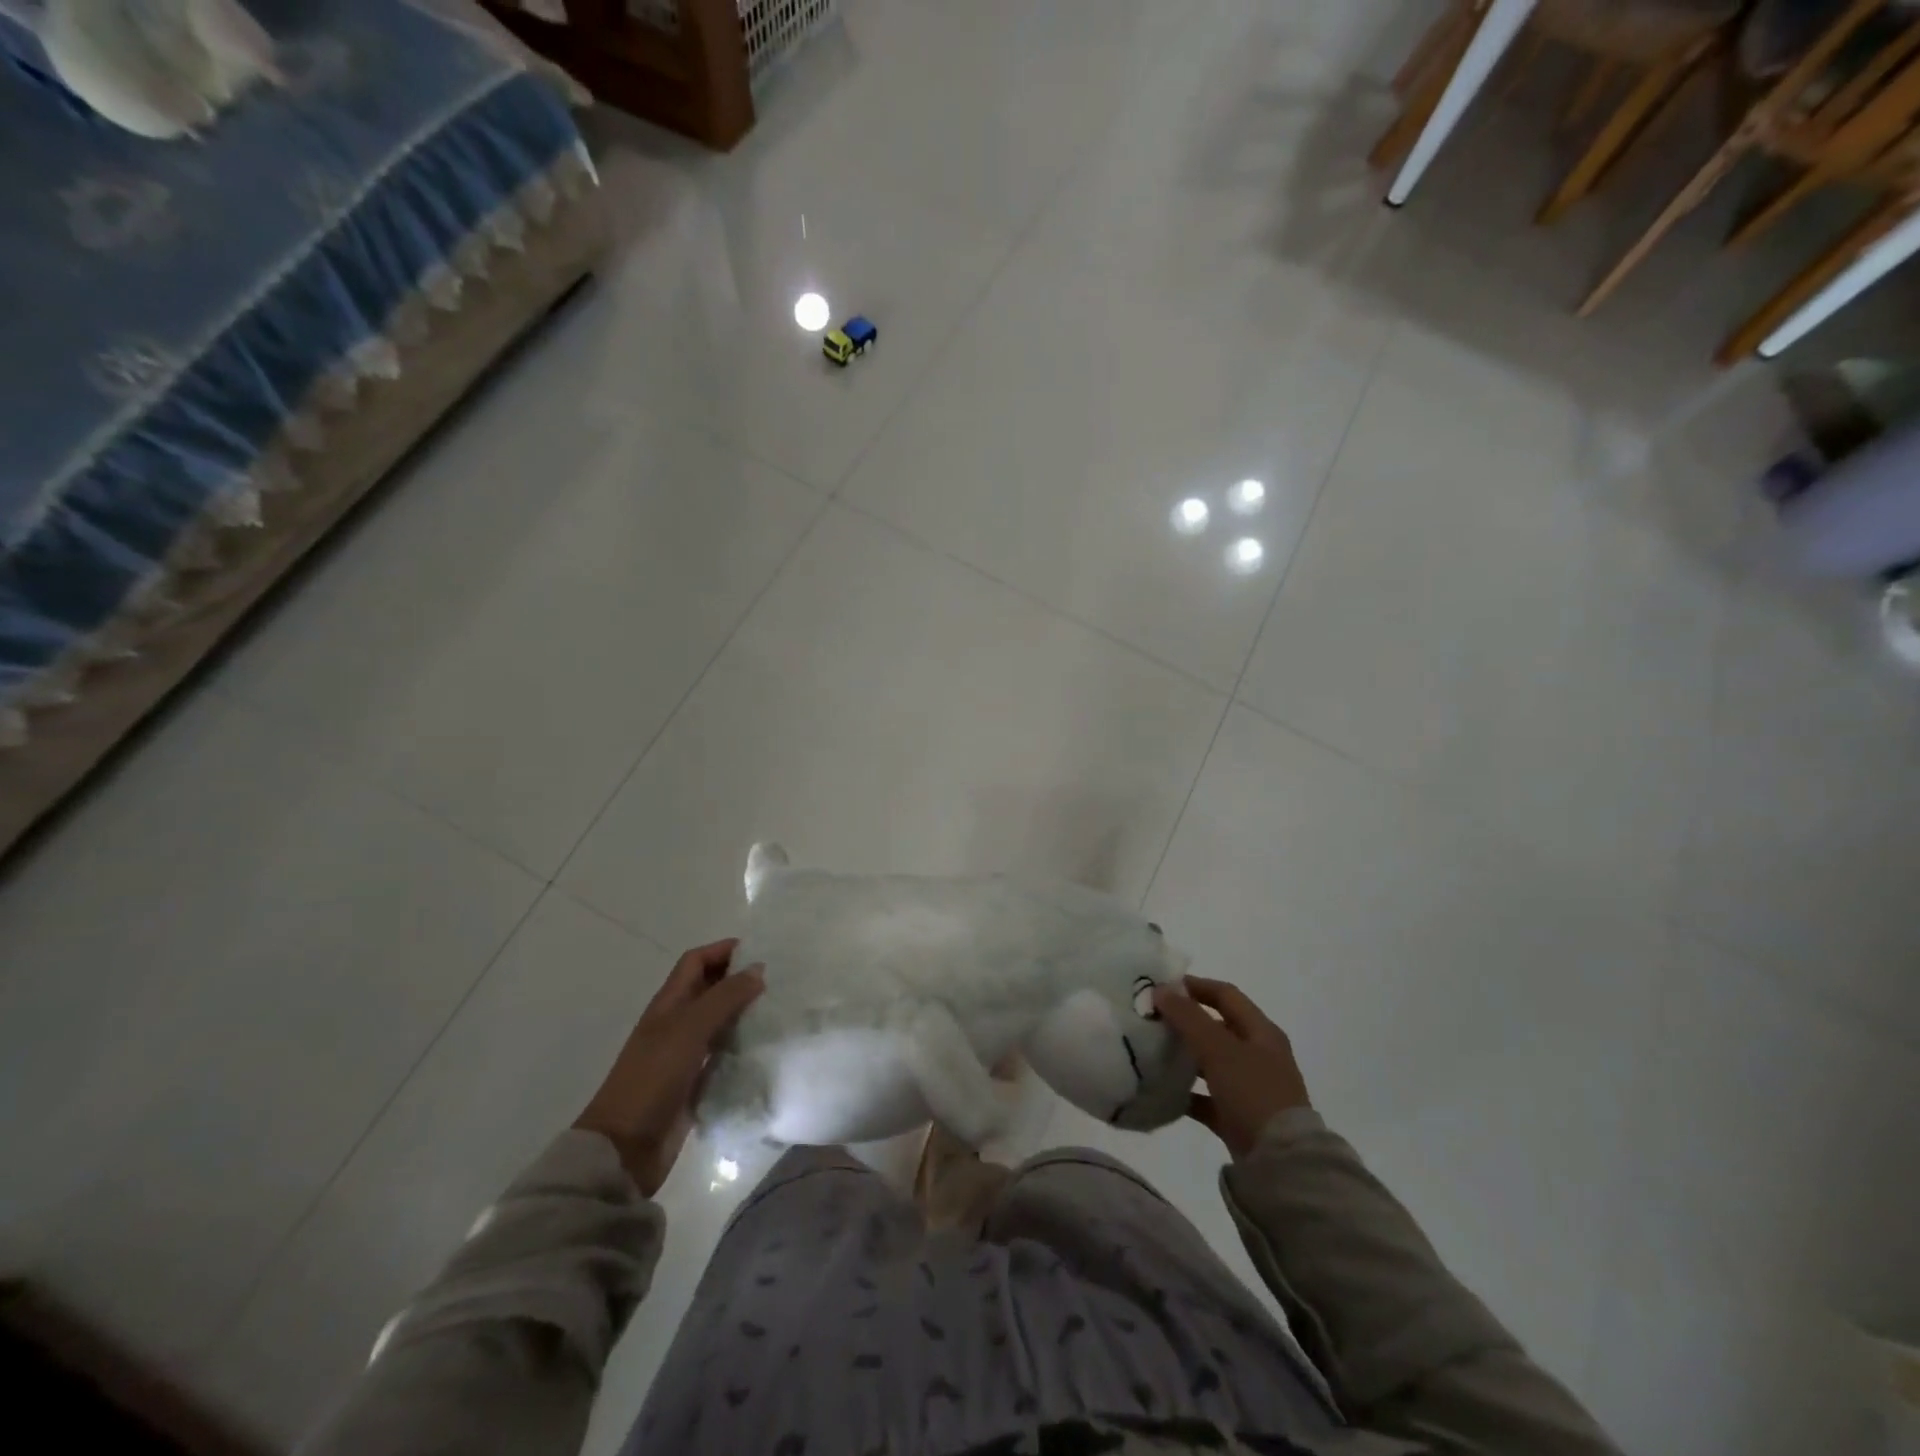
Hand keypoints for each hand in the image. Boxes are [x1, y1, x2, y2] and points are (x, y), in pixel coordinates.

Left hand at [574, 939, 763, 1196]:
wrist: (625, 1148)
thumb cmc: (653, 1078)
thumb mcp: (689, 1029)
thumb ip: (724, 997)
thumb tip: (758, 969)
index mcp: (668, 1004)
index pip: (696, 962)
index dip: (723, 951)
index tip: (760, 952)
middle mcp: (676, 1023)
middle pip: (709, 989)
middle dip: (739, 980)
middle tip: (778, 981)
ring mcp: (684, 1054)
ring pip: (719, 1021)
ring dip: (744, 1013)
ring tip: (779, 1010)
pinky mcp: (695, 1082)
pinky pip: (723, 1053)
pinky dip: (742, 1045)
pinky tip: (766, 1047)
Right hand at [1153, 976, 1309, 1158]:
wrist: (1281, 1161)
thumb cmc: (1253, 1092)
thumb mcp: (1219, 1049)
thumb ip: (1188, 1017)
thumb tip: (1160, 990)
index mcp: (1261, 1032)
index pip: (1226, 995)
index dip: (1196, 986)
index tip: (1162, 986)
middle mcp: (1259, 1055)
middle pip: (1218, 1027)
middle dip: (1186, 1021)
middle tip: (1152, 1018)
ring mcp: (1250, 1088)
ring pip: (1211, 1062)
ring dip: (1185, 1056)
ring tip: (1152, 1051)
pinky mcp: (1240, 1117)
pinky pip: (1208, 1097)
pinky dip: (1188, 1093)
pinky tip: (1163, 1092)